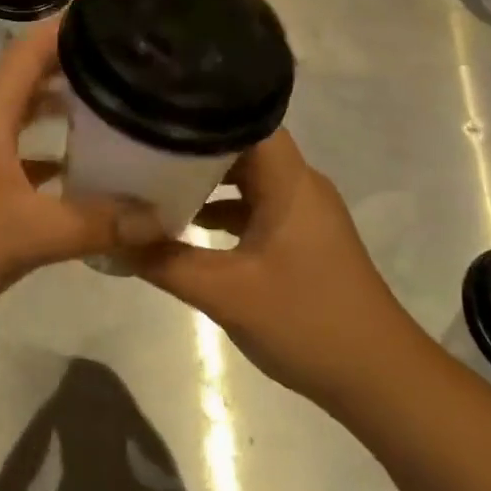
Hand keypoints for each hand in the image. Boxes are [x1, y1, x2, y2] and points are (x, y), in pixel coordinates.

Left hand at [0, 20, 119, 330]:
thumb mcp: (28, 234)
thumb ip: (94, 224)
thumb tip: (159, 219)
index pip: (31, 48)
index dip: (71, 27)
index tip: (116, 20)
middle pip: (30, 77)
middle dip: (78, 67)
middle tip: (130, 69)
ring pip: (23, 115)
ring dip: (62, 109)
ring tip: (113, 112)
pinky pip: (16, 152)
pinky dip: (47, 152)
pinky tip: (77, 173)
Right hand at [131, 130, 415, 407]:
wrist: (379, 380)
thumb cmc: (307, 322)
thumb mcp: (226, 293)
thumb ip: (165, 262)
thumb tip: (110, 235)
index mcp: (289, 181)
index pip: (245, 119)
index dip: (202, 111)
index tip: (156, 111)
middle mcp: (299, 185)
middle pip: (241, 146)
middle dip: (193, 146)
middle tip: (142, 144)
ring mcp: (303, 212)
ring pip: (248, 178)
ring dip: (207, 180)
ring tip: (154, 179)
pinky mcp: (302, 238)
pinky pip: (256, 206)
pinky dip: (223, 210)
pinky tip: (188, 226)